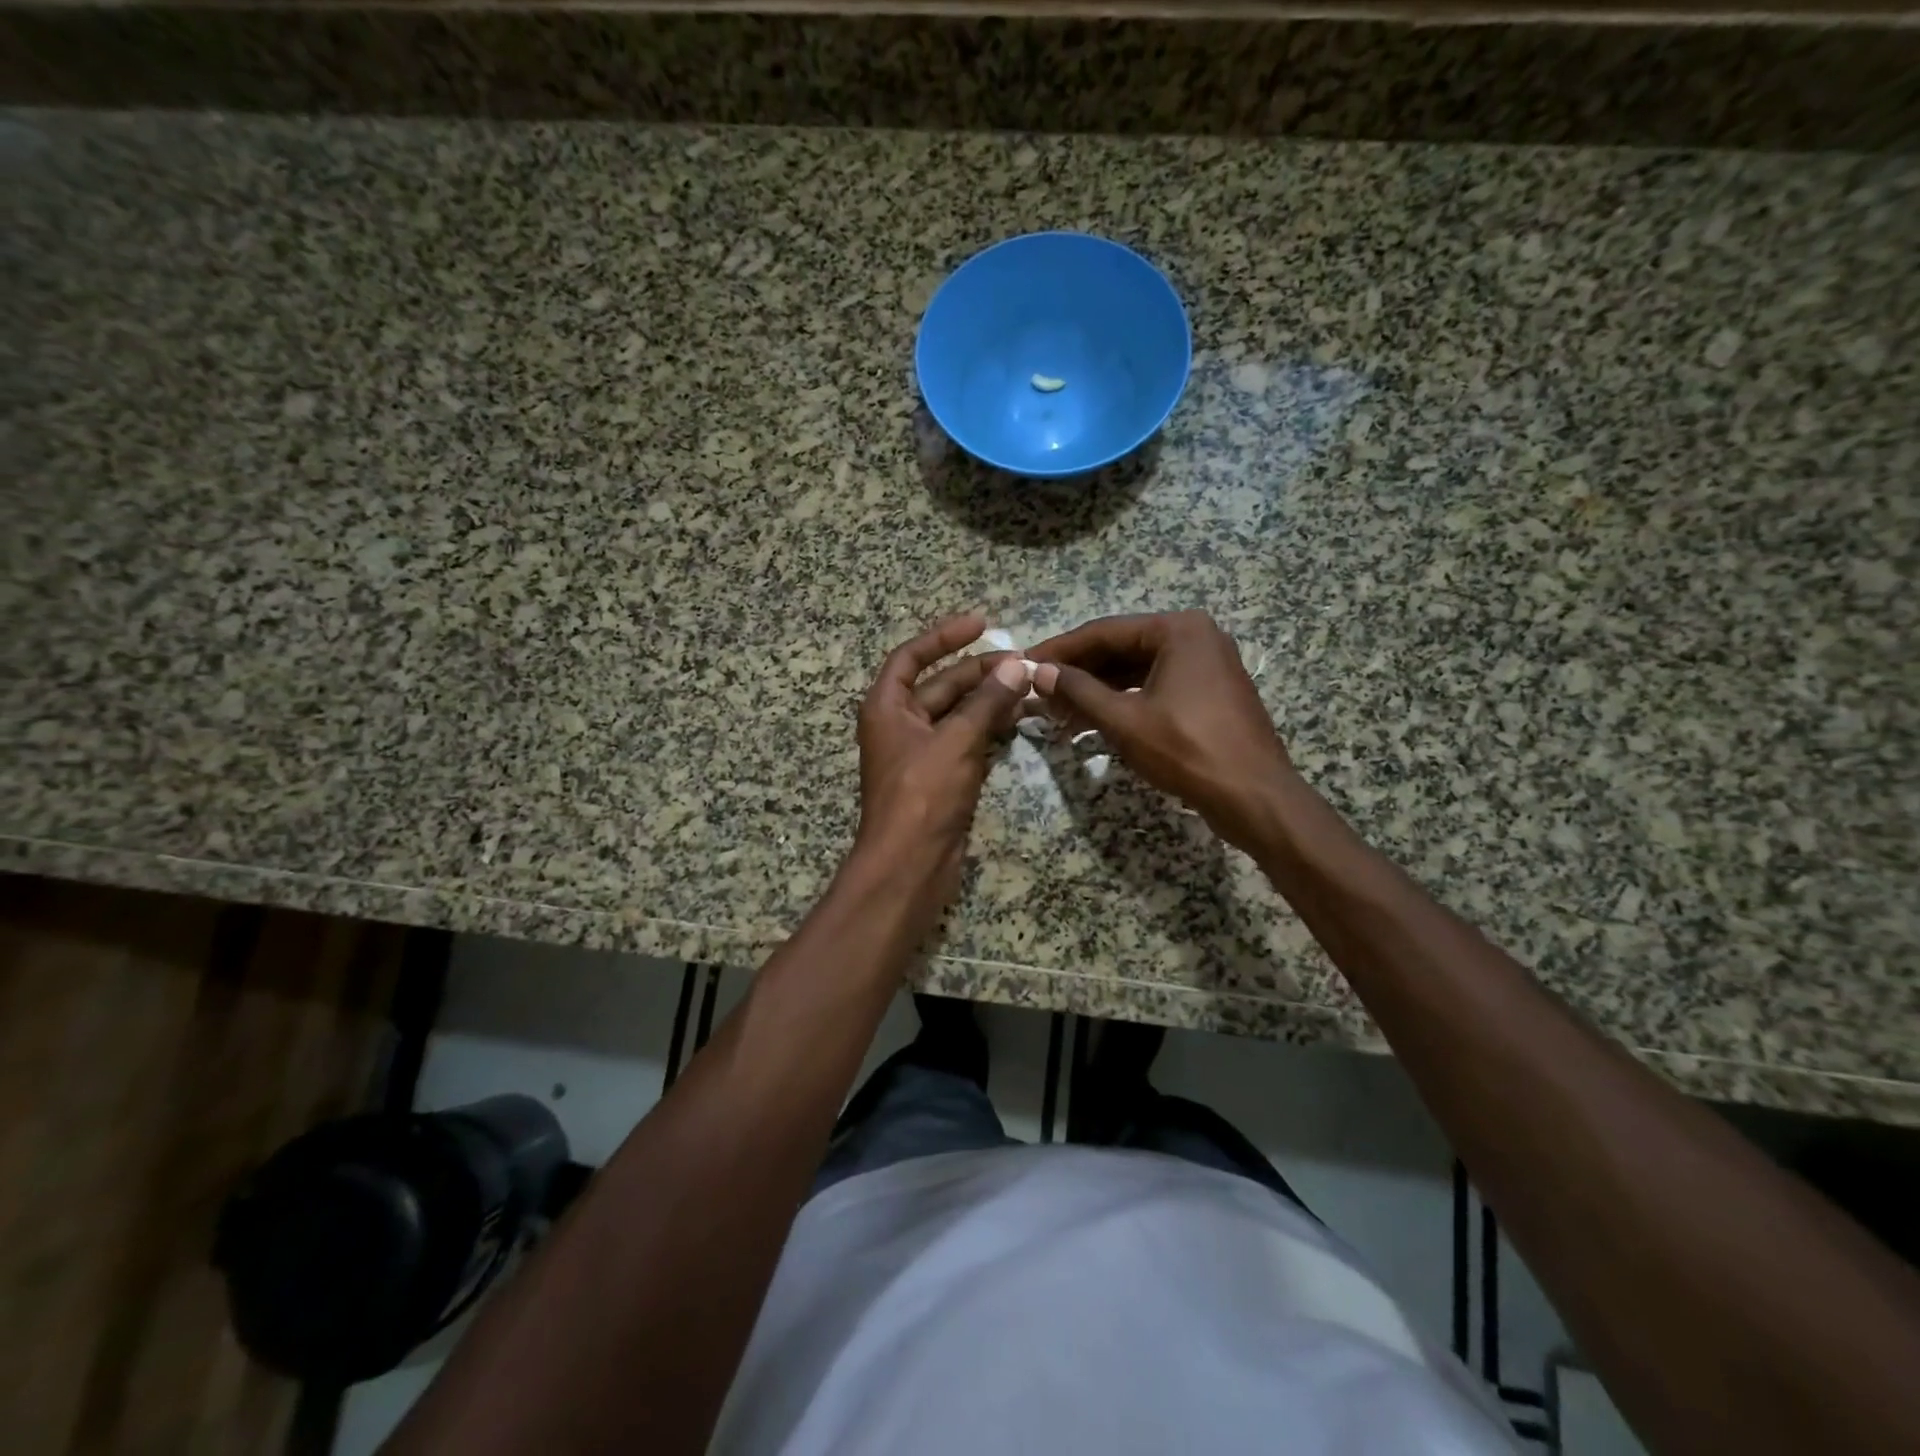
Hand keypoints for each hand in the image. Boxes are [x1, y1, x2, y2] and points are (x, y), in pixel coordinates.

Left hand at [850, 613, 1031, 919]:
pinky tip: (1019, 720)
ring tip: (1028, 688)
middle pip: (941, 685)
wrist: (910, 864)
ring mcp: (922, 753)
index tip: (982, 623)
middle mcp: (901, 725)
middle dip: (979, 672)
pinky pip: (967, 741)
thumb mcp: (956, 741)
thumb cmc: (923, 795)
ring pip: (958, 714)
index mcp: (887, 707)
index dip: (944, 636)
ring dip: (989, 700)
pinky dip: (989, 729)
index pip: (911, 657)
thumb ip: (986, 702)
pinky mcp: (942, 777)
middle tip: (1022, 664)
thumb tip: (1016, 667)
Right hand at [1027, 610, 1295, 853]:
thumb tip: (1039, 671)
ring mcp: (1207, 665)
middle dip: (1079, 672)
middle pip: (1122, 648)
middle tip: (1039, 691)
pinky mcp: (1210, 693)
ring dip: (1099, 690)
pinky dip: (1125, 700)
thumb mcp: (1124, 720)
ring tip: (1059, 712)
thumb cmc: (1187, 751)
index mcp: (1178, 630)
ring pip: (1138, 669)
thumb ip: (1079, 691)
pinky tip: (1095, 720)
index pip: (1104, 632)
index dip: (1060, 650)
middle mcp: (1196, 636)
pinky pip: (1157, 686)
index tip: (1025, 662)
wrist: (1254, 797)